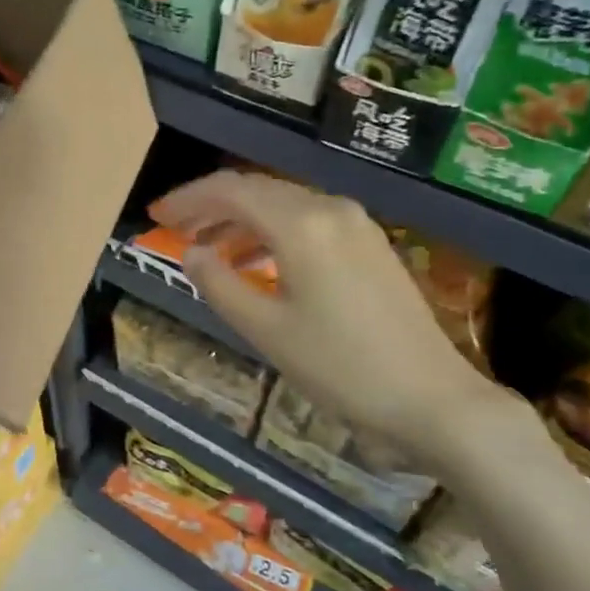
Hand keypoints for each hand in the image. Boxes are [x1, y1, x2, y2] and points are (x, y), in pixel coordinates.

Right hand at [149, 171, 515, 469]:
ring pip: (284, 205)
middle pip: (258, 191)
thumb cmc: (340, 368)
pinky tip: (258, 263)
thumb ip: (220, 285)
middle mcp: (330, 209)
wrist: (432, 400)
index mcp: (301, 224)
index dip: (188, 199)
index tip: (157, 215)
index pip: (231, 190)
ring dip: (242, 222)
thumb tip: (192, 252)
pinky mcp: (371, 245)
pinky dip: (274, 235)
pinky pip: (309, 223)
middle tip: (175, 229)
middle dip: (212, 207)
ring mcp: (357, 224)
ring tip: (209, 251)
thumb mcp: (266, 331)